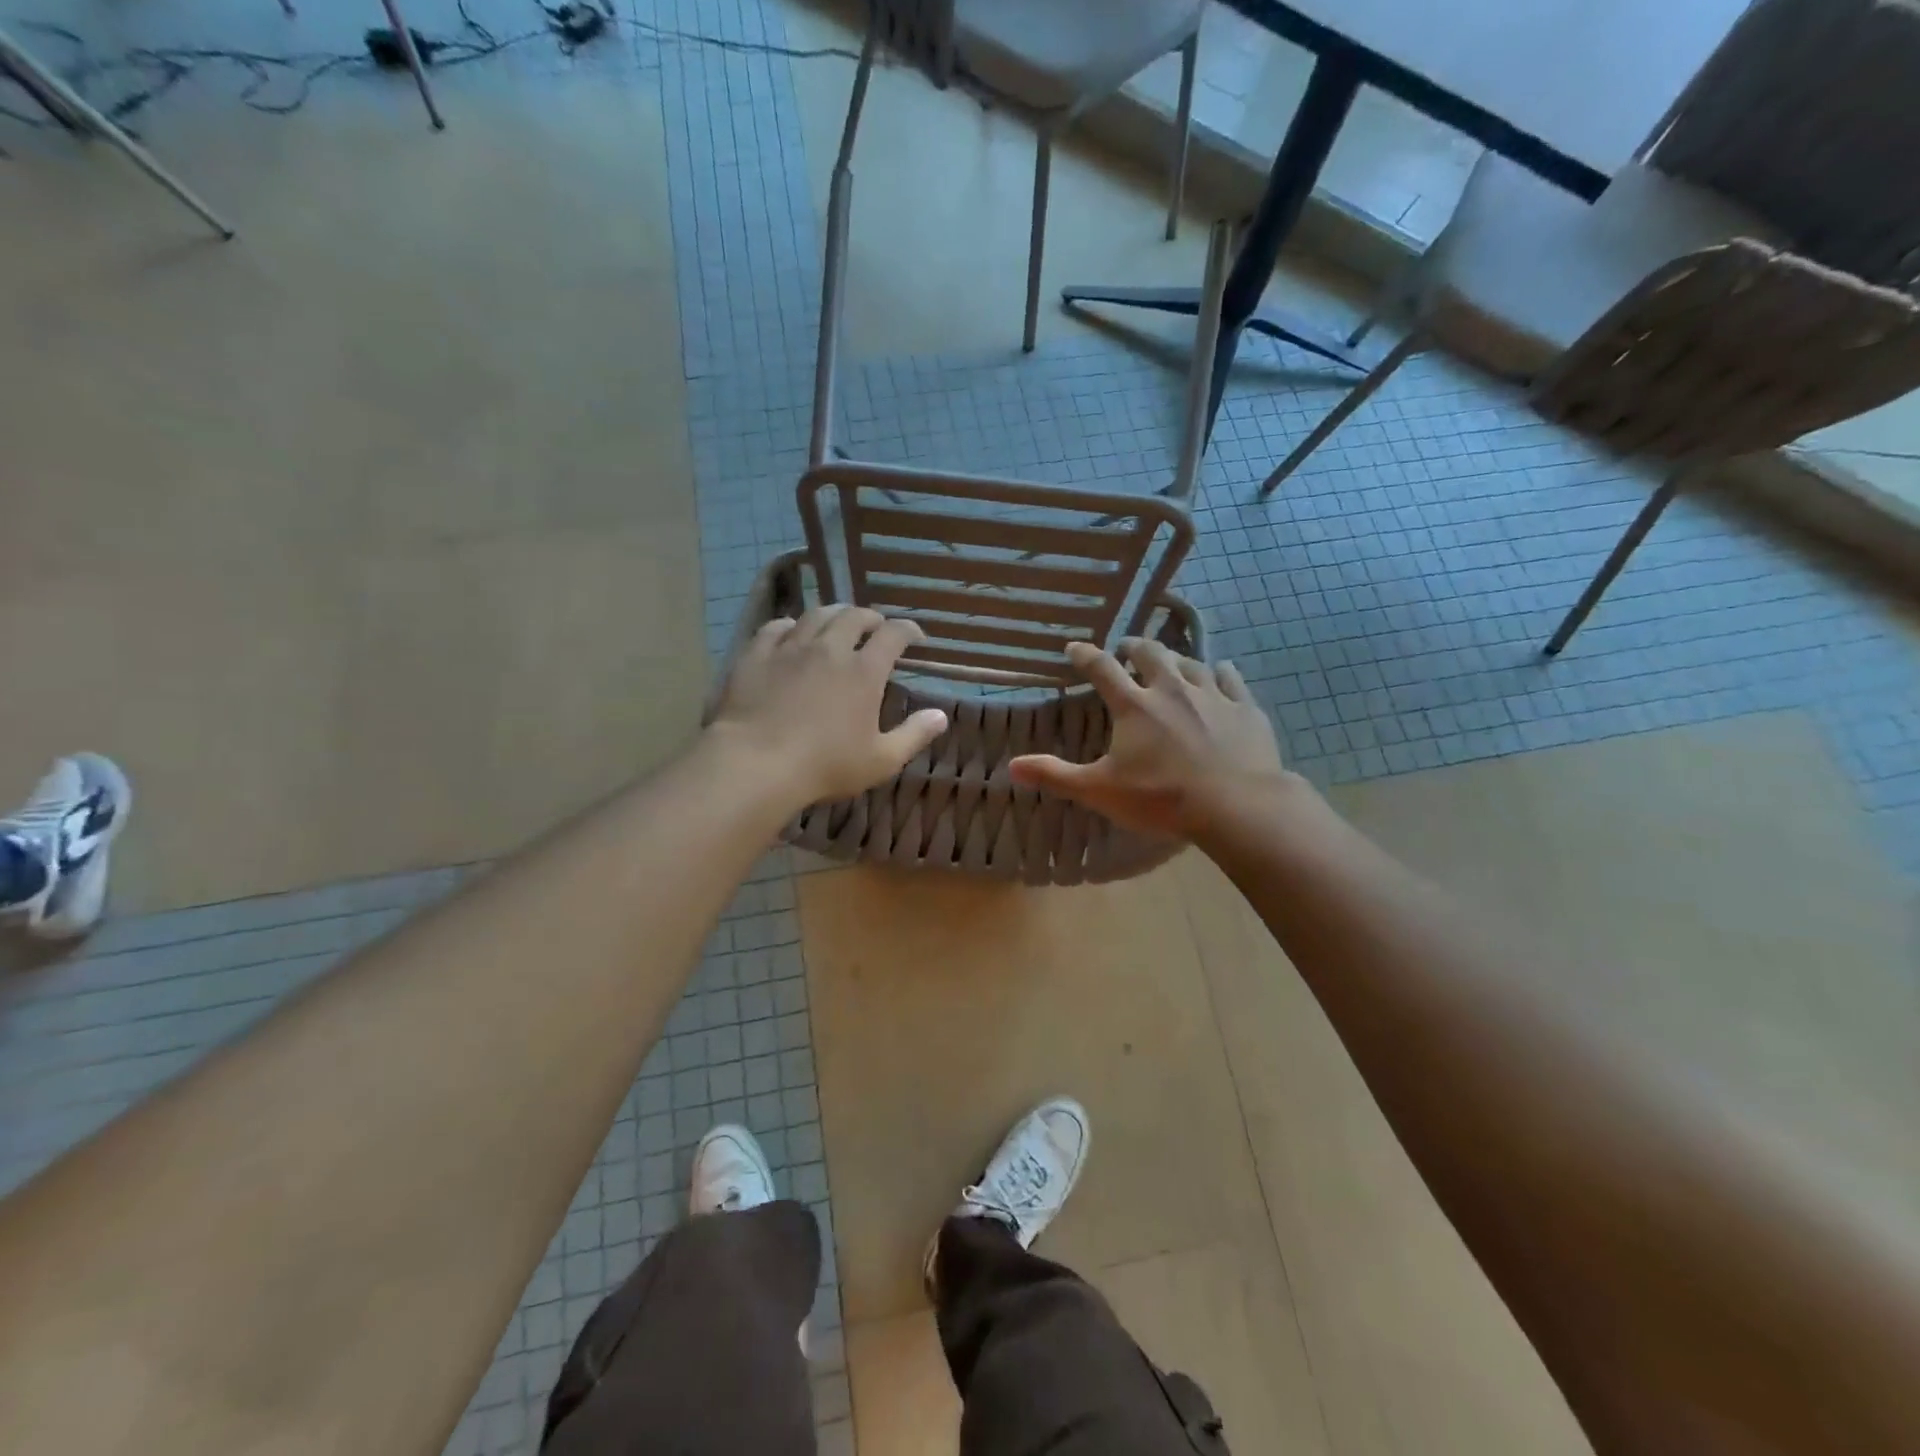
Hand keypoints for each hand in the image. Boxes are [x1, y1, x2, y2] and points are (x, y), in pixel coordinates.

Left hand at [708, 604, 949, 807]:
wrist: (756, 764)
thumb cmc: (825, 766)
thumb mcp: (881, 760)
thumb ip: (914, 735)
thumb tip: (941, 716)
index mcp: (864, 671)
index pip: (893, 634)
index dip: (908, 630)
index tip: (916, 637)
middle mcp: (830, 648)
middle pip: (854, 616)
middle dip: (871, 618)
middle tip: (876, 628)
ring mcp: (790, 648)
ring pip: (816, 615)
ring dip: (834, 614)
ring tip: (838, 622)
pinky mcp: (757, 654)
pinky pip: (776, 627)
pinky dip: (791, 625)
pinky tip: (792, 632)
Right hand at [1009, 639, 1285, 838]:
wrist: (1237, 805)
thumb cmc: (1162, 798)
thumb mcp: (1100, 790)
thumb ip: (1056, 775)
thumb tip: (1011, 766)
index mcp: (1134, 706)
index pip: (1102, 669)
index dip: (1085, 655)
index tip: (1075, 647)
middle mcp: (1171, 689)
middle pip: (1150, 654)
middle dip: (1135, 647)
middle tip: (1127, 649)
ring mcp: (1212, 695)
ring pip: (1190, 663)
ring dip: (1175, 659)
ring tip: (1170, 662)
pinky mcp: (1244, 708)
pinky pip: (1230, 679)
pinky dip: (1219, 673)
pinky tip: (1219, 673)